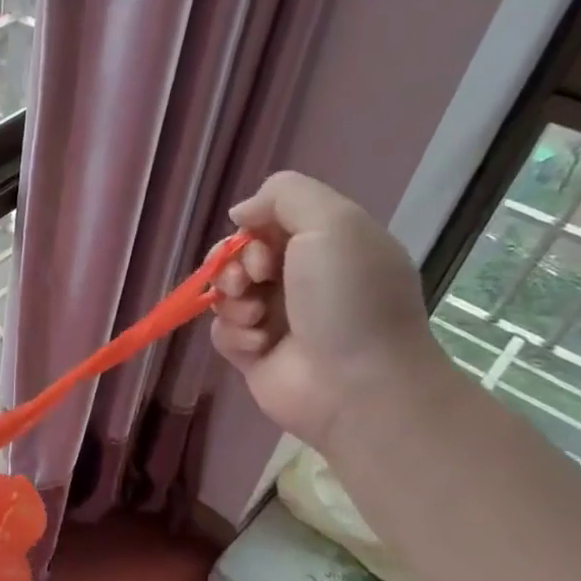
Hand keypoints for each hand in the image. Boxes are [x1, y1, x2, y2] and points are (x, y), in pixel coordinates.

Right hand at [209, 171, 444, 449]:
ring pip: (225, 293)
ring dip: (232, 300)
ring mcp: (276, 319)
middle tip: (252, 281)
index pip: (269, 221)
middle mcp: (301, 280)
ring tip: (256, 318)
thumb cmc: (349, 299)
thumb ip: (285, 194)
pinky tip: (258, 346)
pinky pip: (222, 332)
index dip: (254, 228)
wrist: (358, 385)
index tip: (264, 246)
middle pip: (239, 256)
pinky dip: (234, 334)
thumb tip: (241, 213)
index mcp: (327, 246)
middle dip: (234, 264)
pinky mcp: (255, 354)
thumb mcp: (332, 222)